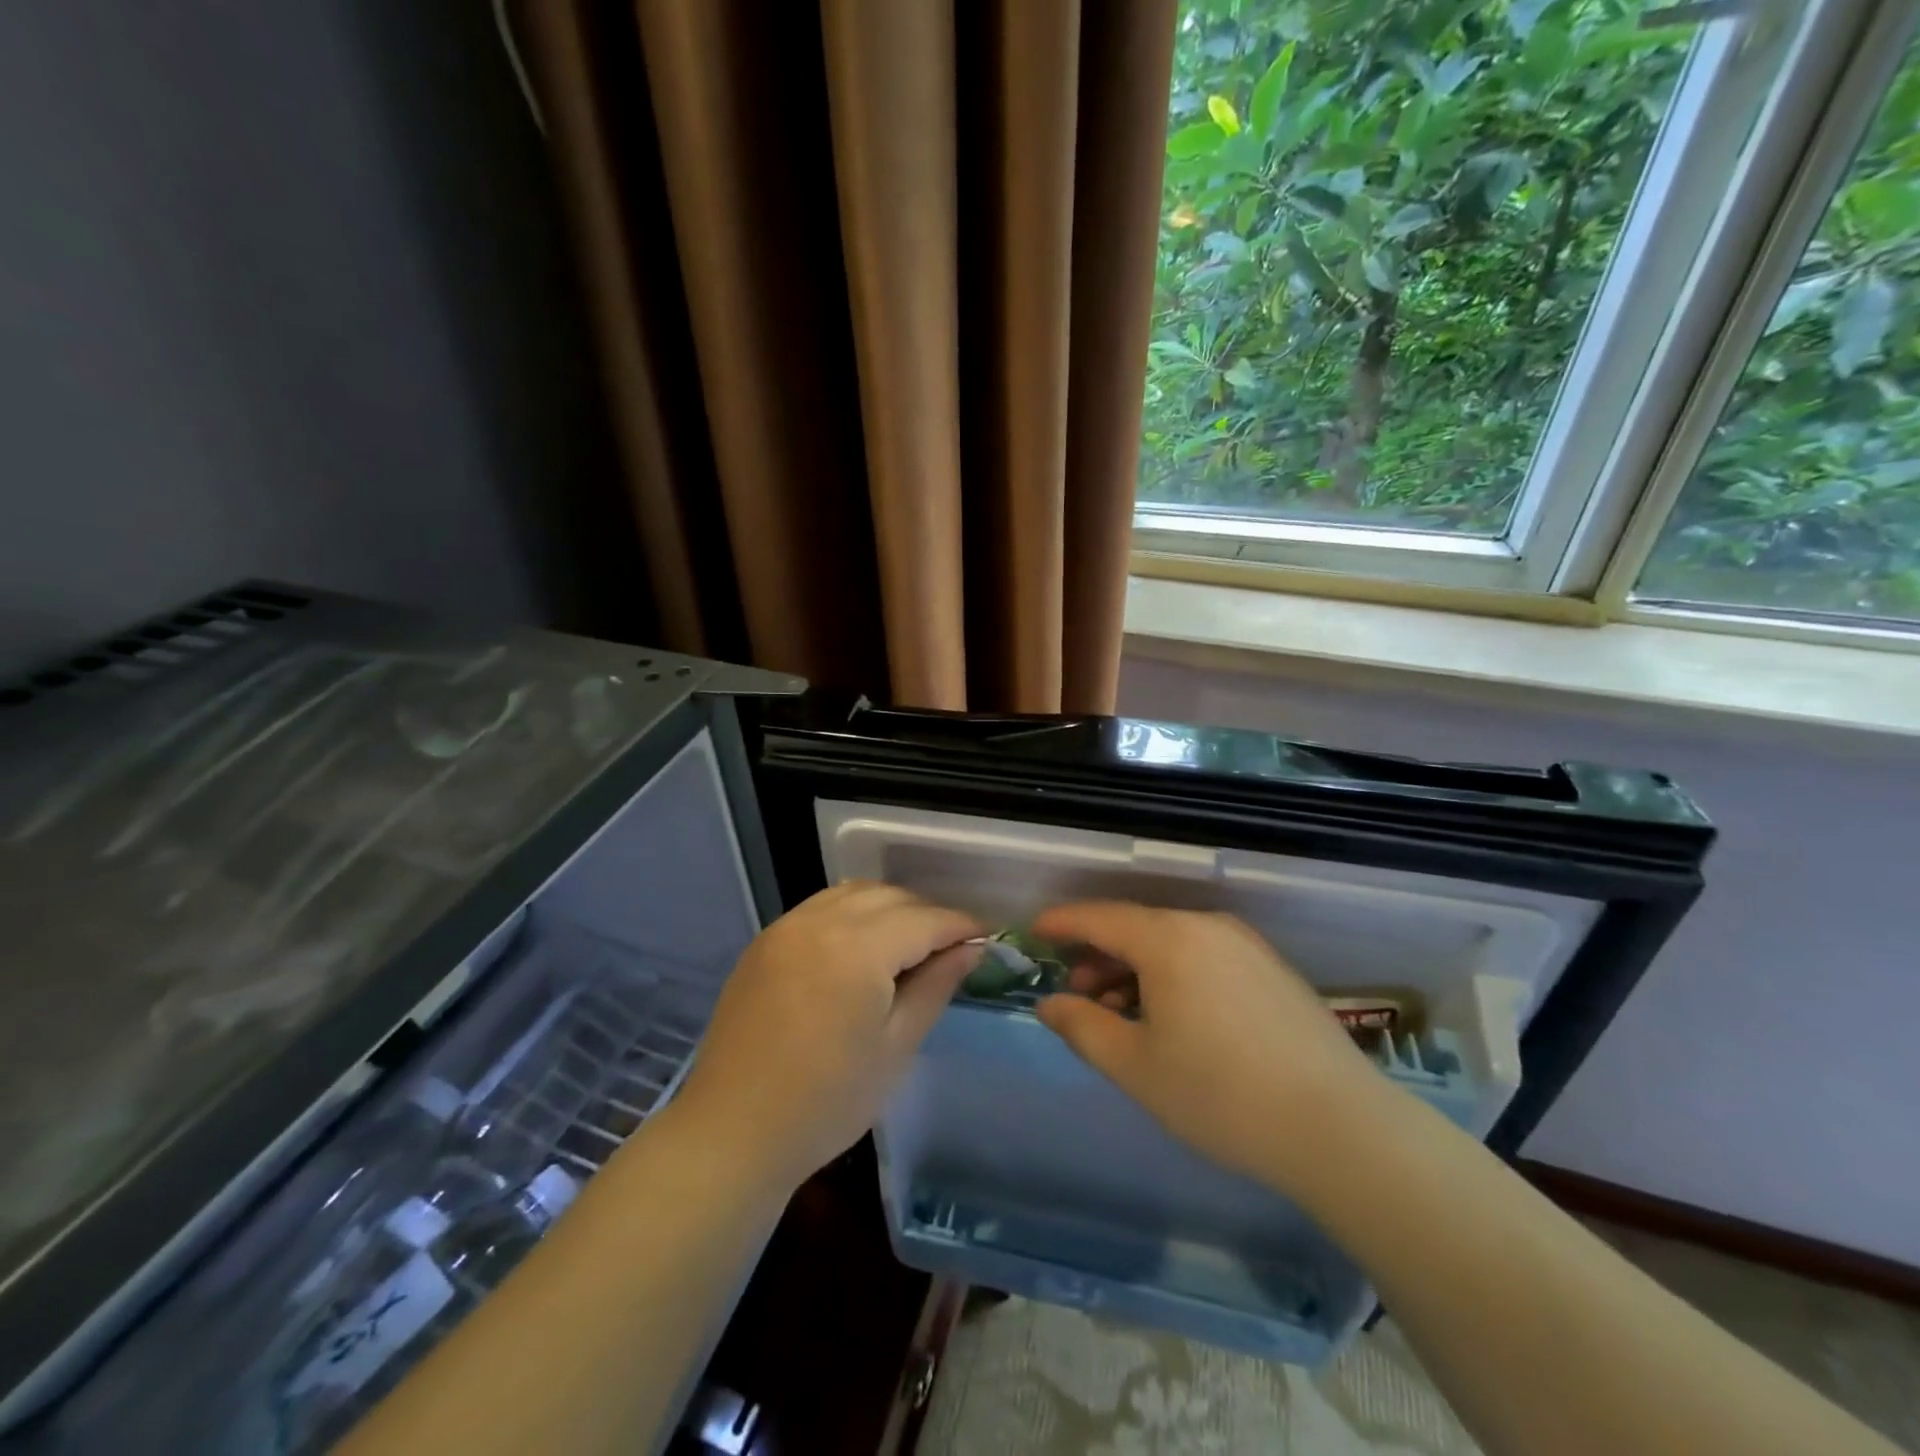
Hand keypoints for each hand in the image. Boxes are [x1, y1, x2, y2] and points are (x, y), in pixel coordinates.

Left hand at [672, 883, 980, 1191]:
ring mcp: (787, 926)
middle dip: (927, 914)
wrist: (732, 1132)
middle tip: (950, 948)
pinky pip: (821, 906)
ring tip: (909, 943)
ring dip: (889, 907)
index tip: (986, 937)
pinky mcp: (766, 940)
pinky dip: (852, 912)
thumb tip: (971, 949)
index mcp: (858, 948)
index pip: (925, 919)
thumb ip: (936, 986)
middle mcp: (820, 921)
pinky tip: (861, 945)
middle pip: (890, 896)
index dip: (960, 925)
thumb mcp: (896, 1047)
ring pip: (854, 892)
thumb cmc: (827, 1101)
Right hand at [1033, 903, 1389, 1192]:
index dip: (1061, 923)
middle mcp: (1206, 927)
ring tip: (1121, 1013)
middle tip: (1076, 993)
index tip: (1034, 933)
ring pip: (1171, 942)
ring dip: (1136, 968)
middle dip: (1098, 955)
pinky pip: (1204, 956)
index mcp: (1168, 938)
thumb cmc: (1221, 1095)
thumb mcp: (1135, 1067)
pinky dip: (1173, 974)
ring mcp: (1246, 945)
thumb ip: (1082, 1027)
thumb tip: (1051, 1003)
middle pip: (1136, 927)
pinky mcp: (1273, 969)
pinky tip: (1172, 1017)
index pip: (1098, 917)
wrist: (1340, 1129)